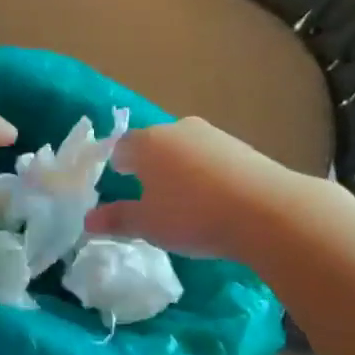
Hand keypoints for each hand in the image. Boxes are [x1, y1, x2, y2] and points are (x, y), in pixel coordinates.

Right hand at [86, 117, 305, 261]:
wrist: (266, 210)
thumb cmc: (192, 215)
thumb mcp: (149, 225)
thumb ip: (117, 220)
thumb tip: (88, 220)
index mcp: (148, 143)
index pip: (121, 146)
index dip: (117, 163)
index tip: (120, 180)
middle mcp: (179, 129)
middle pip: (155, 143)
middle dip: (149, 164)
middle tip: (150, 192)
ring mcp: (214, 136)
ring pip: (186, 149)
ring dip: (180, 168)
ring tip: (184, 199)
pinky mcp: (243, 148)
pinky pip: (213, 159)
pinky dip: (207, 174)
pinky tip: (215, 199)